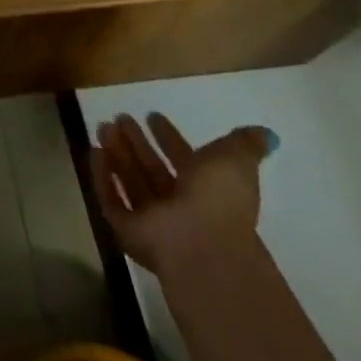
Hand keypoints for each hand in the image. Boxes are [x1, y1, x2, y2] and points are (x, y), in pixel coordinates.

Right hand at [90, 111, 274, 276]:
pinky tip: (93, 151)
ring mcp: (154, 221)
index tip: (152, 114)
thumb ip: (246, 145)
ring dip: (117, 154)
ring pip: (132, 181)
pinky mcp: (129, 232)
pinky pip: (111, 200)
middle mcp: (180, 206)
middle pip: (153, 169)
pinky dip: (102, 177)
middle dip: (136, 143)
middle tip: (119, 116)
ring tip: (102, 125)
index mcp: (206, 190)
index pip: (184, 159)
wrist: (202, 246)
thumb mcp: (236, 162)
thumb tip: (268, 134)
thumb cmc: (219, 200)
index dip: (169, 137)